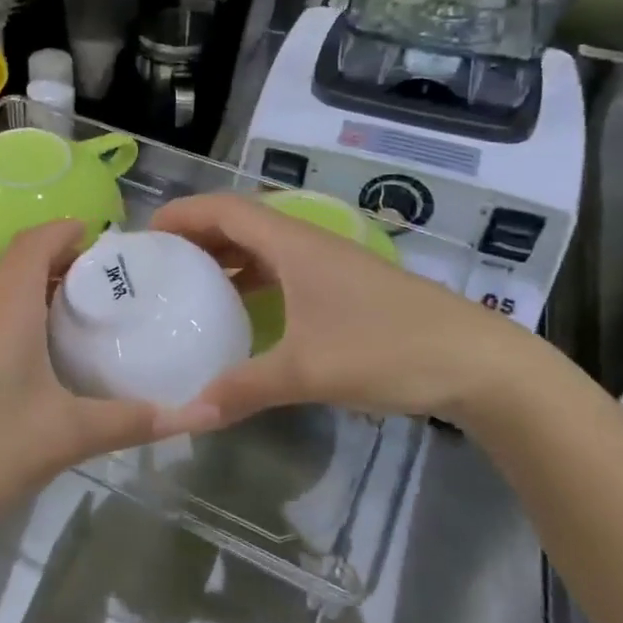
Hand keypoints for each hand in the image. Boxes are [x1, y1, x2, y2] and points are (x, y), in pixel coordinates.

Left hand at [0, 221, 180, 539]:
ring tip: (79, 317)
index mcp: (8, 302)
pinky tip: (35, 358)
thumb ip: (134, 421)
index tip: (109, 243)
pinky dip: (16, 314)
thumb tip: (202, 416)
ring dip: (37, 289)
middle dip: (63, 261)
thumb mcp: (68, 435)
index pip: (39, 239)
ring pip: (0, 288)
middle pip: (20, 260)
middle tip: (108, 285)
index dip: (71, 231)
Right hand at [150, 193, 540, 427]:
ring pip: (263, 250)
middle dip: (195, 237)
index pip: (225, 210)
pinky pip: (283, 273)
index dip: (183, 214)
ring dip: (224, 260)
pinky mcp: (344, 289)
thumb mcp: (308, 371)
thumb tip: (191, 412)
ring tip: (187, 287)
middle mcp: (308, 244)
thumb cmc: (388, 348)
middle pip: (240, 224)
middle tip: (156, 265)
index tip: (144, 234)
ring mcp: (329, 266)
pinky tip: (241, 314)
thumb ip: (245, 387)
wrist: (478, 362)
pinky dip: (252, 283)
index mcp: (294, 245)